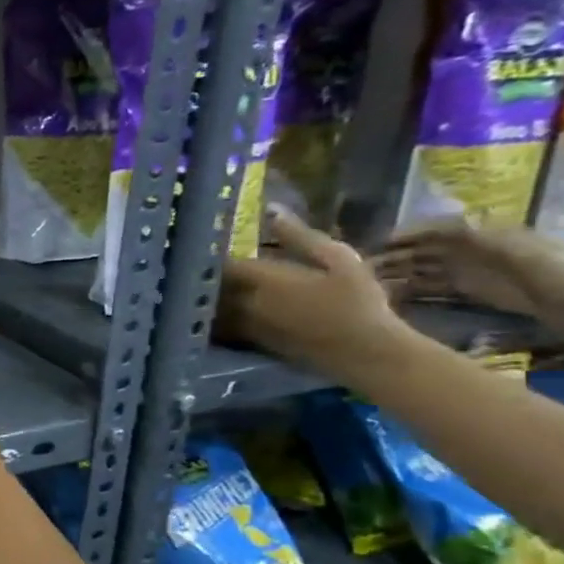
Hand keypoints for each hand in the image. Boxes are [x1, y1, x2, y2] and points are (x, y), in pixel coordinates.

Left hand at [217, 209, 411, 376]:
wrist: (367, 354)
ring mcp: (244, 326)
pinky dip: (213, 315)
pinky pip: (220, 326)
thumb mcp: (339, 260)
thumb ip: (301, 236)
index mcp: (262, 279)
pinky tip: (215, 309)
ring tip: (201, 284)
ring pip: (210, 307)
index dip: (209, 252)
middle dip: (203, 274)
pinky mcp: (250, 344)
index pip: (220, 262)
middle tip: (196, 262)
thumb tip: (272, 209)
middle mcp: (245, 303)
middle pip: (210, 286)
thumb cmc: (358, 302)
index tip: (204, 242)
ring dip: (204, 296)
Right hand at [372, 219, 563, 332]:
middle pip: (424, 250)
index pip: (433, 230)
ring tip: (366, 285)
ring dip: (398, 274)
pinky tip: (390, 297)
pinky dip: (412, 290)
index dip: (404, 235)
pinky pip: (434, 288)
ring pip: (424, 269)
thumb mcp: (512, 249)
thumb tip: (426, 225)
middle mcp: (473, 250)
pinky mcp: (475, 293)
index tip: (372, 246)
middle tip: (358, 270)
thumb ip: (470, 236)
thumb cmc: (555, 272)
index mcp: (482, 235)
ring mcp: (473, 272)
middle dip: (393, 256)